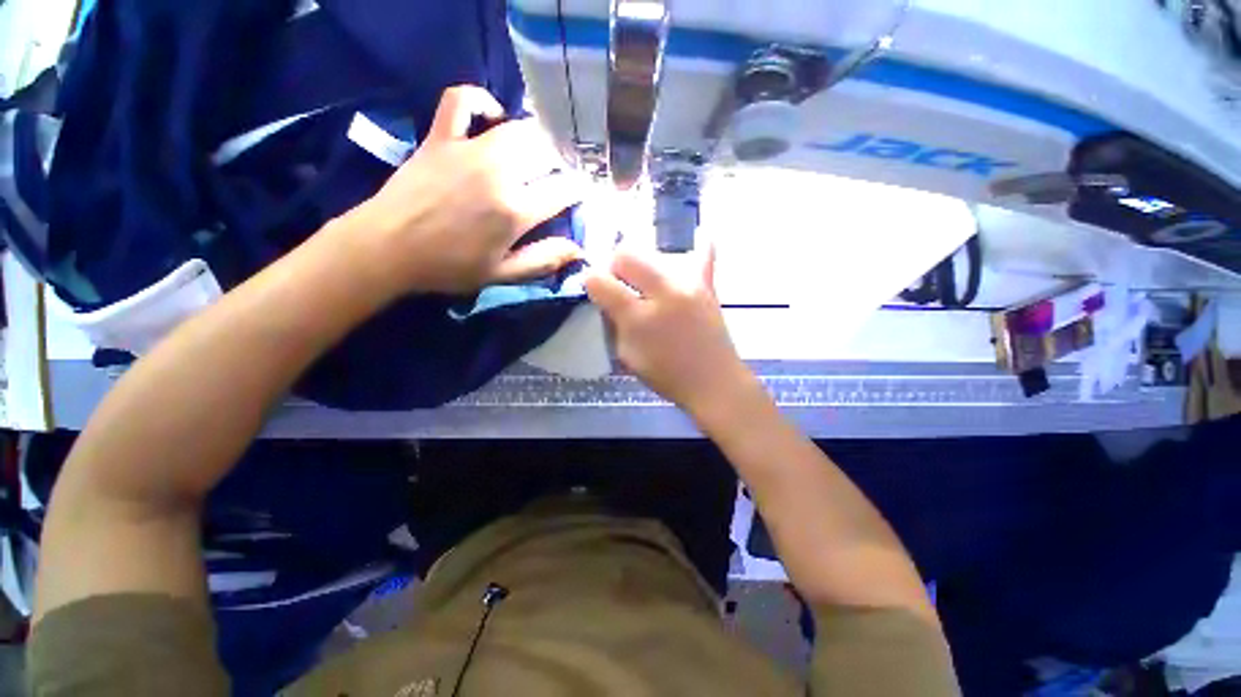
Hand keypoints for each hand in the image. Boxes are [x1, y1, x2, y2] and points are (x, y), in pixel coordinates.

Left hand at [349, 85, 583, 295]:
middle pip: (546, 153)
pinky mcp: (441, 137)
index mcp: (515, 211)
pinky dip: (480, 100)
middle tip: (558, 178)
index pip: (564, 190)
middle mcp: (498, 173)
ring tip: (538, 154)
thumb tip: (579, 249)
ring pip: (517, 128)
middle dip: (561, 164)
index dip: (578, 190)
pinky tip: (491, 115)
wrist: (387, 247)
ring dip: (536, 139)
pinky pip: (461, 100)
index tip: (579, 195)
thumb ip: (544, 260)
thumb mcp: (502, 274)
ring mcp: (468, 149)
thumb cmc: (449, 267)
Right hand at [585, 247, 753, 417]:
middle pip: (627, 253)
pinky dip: (697, 248)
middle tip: (619, 284)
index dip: (590, 281)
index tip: (594, 288)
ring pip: (654, 253)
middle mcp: (663, 293)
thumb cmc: (666, 376)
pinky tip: (697, 238)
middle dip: (614, 265)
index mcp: (639, 318)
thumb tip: (606, 298)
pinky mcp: (707, 286)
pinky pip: (704, 255)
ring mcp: (688, 285)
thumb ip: (614, 323)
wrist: (714, 382)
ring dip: (642, 265)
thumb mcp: (627, 356)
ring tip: (645, 283)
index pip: (600, 281)